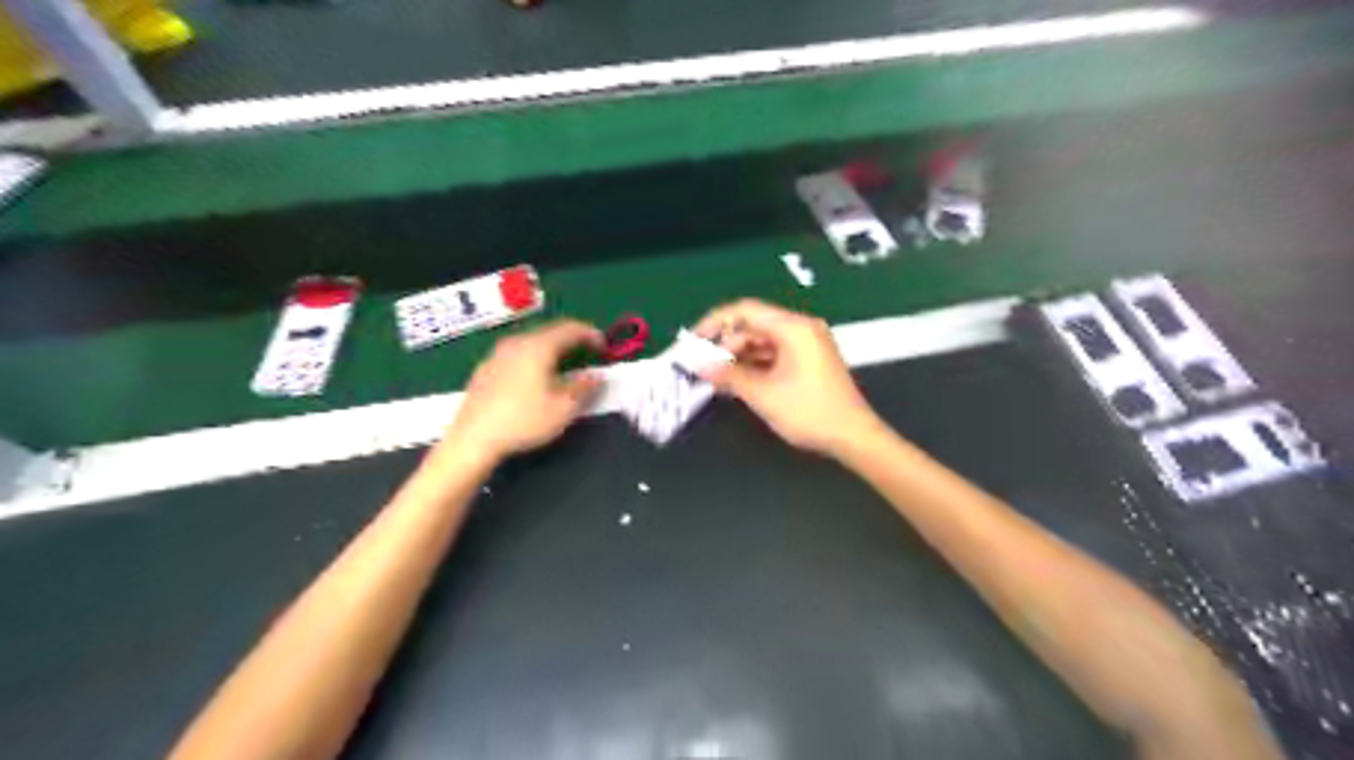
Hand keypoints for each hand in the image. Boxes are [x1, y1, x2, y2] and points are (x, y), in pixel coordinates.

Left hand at [445, 321, 600, 464]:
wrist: (473, 439)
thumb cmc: (523, 421)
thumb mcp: (563, 408)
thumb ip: (584, 388)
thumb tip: (596, 376)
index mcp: (538, 346)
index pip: (570, 329)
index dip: (591, 334)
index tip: (604, 347)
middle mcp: (516, 343)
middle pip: (549, 332)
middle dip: (571, 340)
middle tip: (587, 353)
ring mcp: (497, 355)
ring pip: (531, 343)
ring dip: (551, 349)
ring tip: (563, 366)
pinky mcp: (485, 369)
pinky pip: (516, 355)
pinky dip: (533, 359)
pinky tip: (534, 379)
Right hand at [691, 299, 883, 455]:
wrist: (853, 437)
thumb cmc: (809, 412)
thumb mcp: (763, 394)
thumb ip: (728, 375)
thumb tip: (699, 365)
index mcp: (793, 327)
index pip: (745, 311)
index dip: (715, 322)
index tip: (693, 341)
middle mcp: (801, 329)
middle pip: (754, 326)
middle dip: (725, 345)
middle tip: (702, 366)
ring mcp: (807, 345)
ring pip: (763, 342)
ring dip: (738, 357)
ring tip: (715, 378)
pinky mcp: (809, 361)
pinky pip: (775, 354)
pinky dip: (755, 365)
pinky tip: (737, 383)